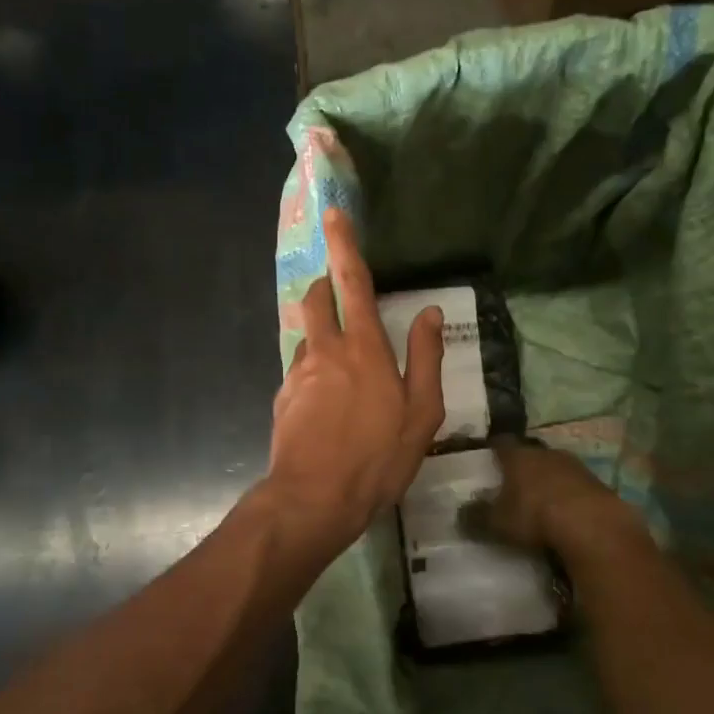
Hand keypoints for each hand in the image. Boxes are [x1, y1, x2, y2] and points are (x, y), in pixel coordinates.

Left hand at [262, 208, 443, 555]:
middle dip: (325, 285)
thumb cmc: (377, 458)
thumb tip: (430, 312)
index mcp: (363, 349)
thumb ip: (425, 358)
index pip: (353, 282)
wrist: (313, 500)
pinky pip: (300, 370)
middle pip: (316, 299)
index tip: (334, 213)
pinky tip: (328, 406)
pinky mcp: (283, 398)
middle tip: (340, 294)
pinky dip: (314, 371)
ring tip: (344, 370)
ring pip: (307, 336)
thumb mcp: (421, 413)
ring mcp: (298, 373)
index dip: (344, 245)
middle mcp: (325, 350)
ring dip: (322, 335)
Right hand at [467, 437, 647, 573]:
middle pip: (530, 453)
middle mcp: (546, 452)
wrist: (593, 526)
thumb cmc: (535, 516)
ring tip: (541, 500)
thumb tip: (461, 512)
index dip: (493, 450)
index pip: (500, 443)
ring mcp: (576, 466)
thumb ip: (477, 516)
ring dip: (549, 480)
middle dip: (523, 466)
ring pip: (556, 467)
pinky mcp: (599, 484)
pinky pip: (577, 486)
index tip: (487, 458)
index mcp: (518, 455)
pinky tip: (567, 513)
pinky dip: (570, 495)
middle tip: (513, 482)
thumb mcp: (497, 522)